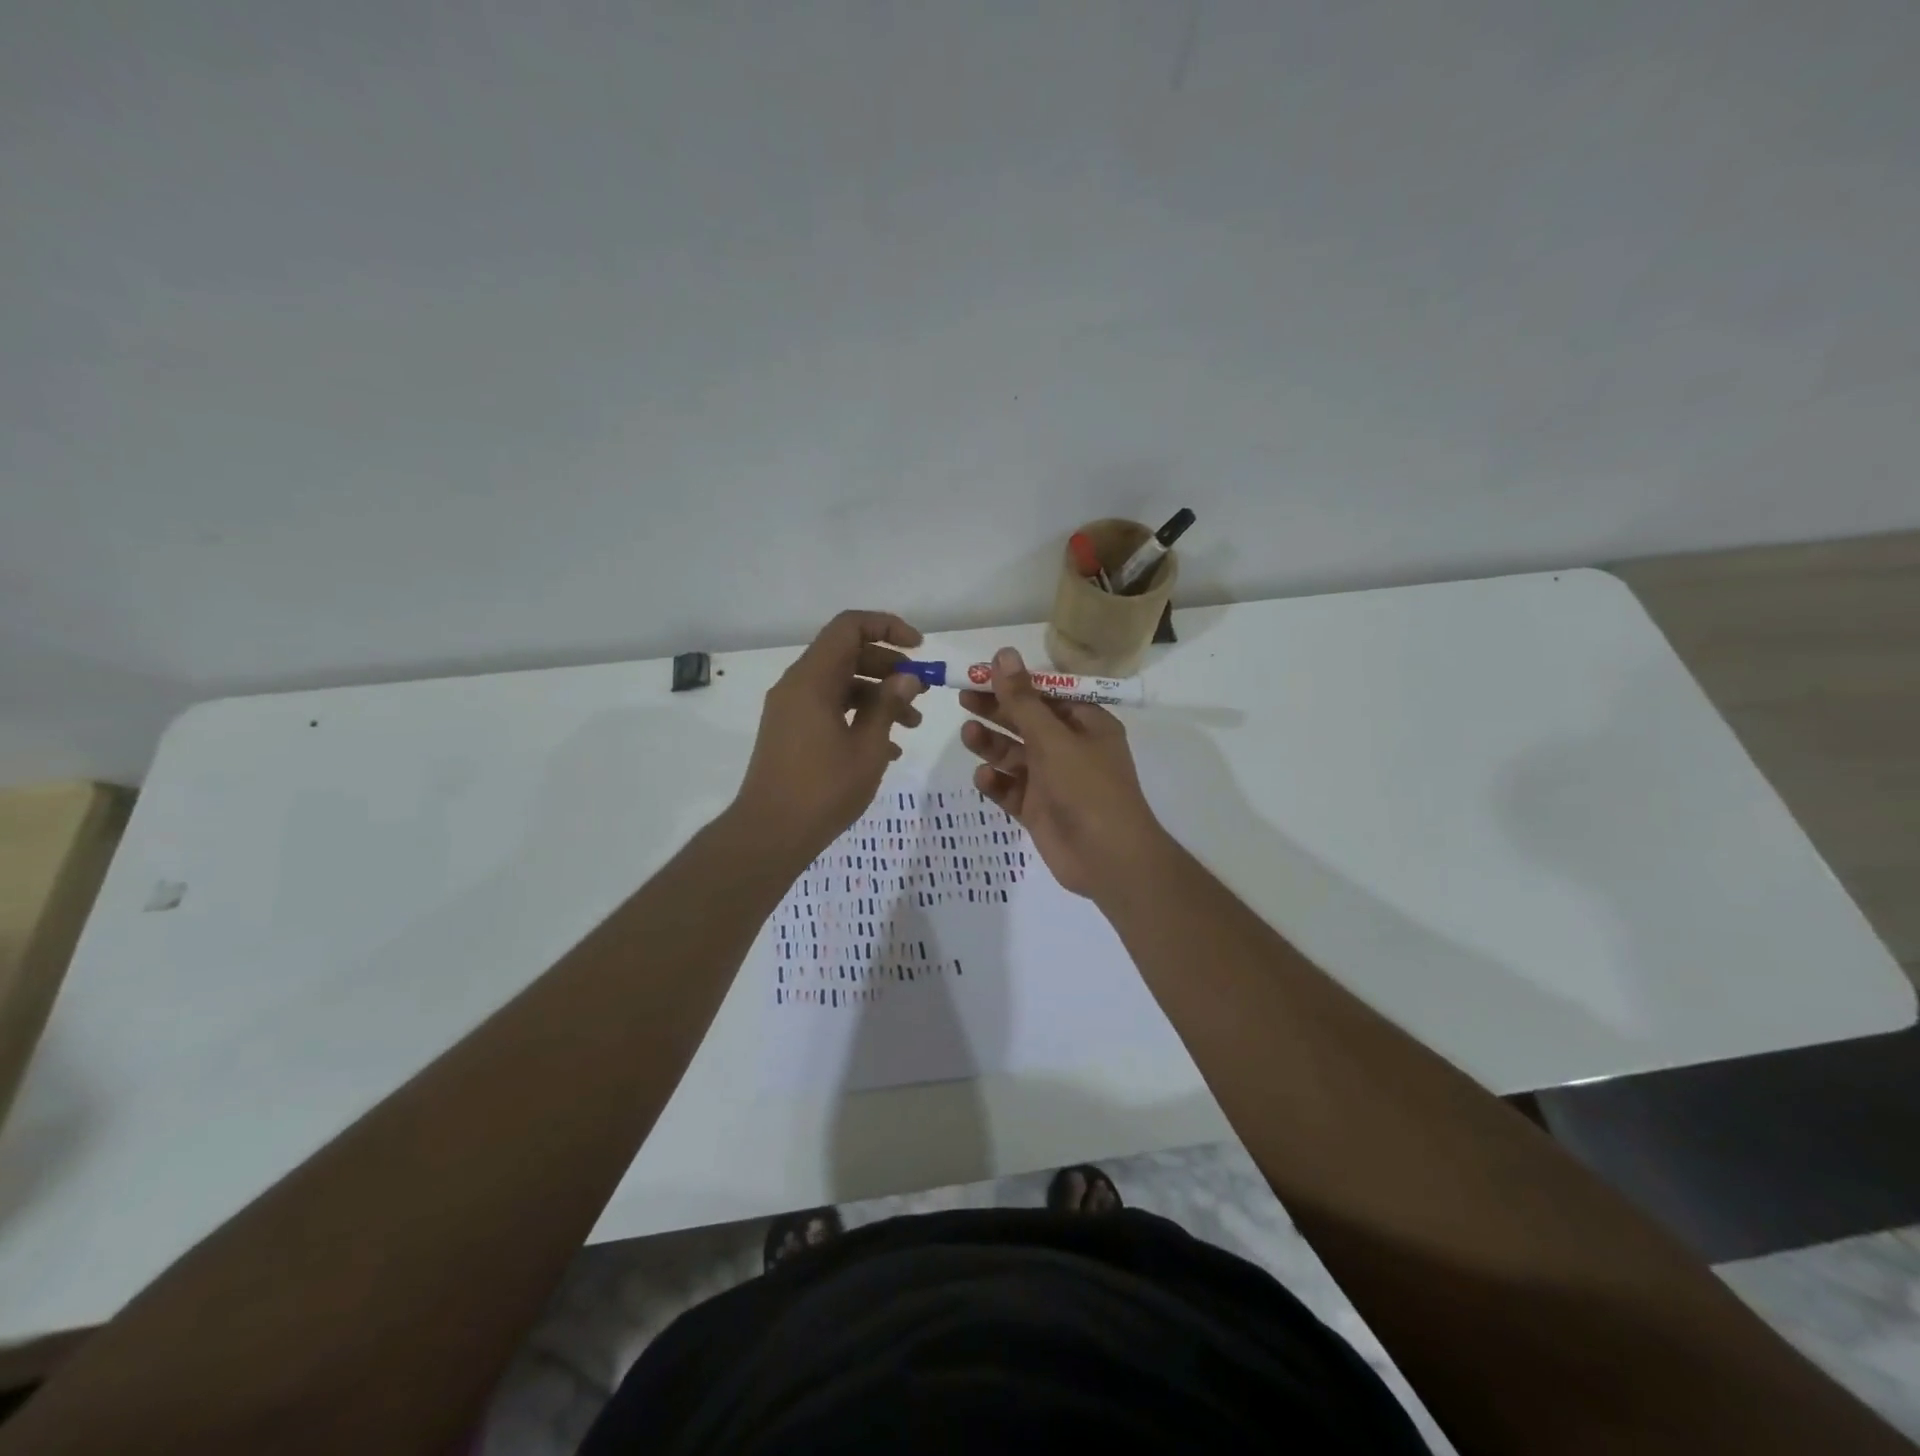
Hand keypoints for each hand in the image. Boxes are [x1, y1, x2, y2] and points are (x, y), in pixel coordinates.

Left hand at [732, 610, 926, 862]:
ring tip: (913, 724)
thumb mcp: (867, 747)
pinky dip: (858, 716)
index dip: (888, 627)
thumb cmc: (822, 789)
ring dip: (878, 696)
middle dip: (889, 666)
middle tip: (922, 690)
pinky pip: (829, 708)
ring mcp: (791, 709)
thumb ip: (889, 705)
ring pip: (841, 684)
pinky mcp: (791, 732)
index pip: (850, 627)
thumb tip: (907, 676)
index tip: (919, 648)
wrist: (769, 833)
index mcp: (813, 679)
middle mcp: (798, 685)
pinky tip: (888, 748)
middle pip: (847, 654)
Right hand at [959, 647, 1169, 898]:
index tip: (980, 673)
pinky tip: (983, 777)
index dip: (1014, 682)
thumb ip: (1023, 699)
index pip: (1046, 694)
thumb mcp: (1053, 738)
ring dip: (991, 744)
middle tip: (962, 698)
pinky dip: (996, 782)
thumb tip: (1002, 654)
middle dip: (996, 711)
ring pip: (1014, 755)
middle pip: (1026, 722)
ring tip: (968, 734)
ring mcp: (1052, 781)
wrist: (1108, 858)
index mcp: (1086, 724)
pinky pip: (1011, 789)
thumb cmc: (1087, 788)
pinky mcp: (1037, 809)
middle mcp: (1069, 749)